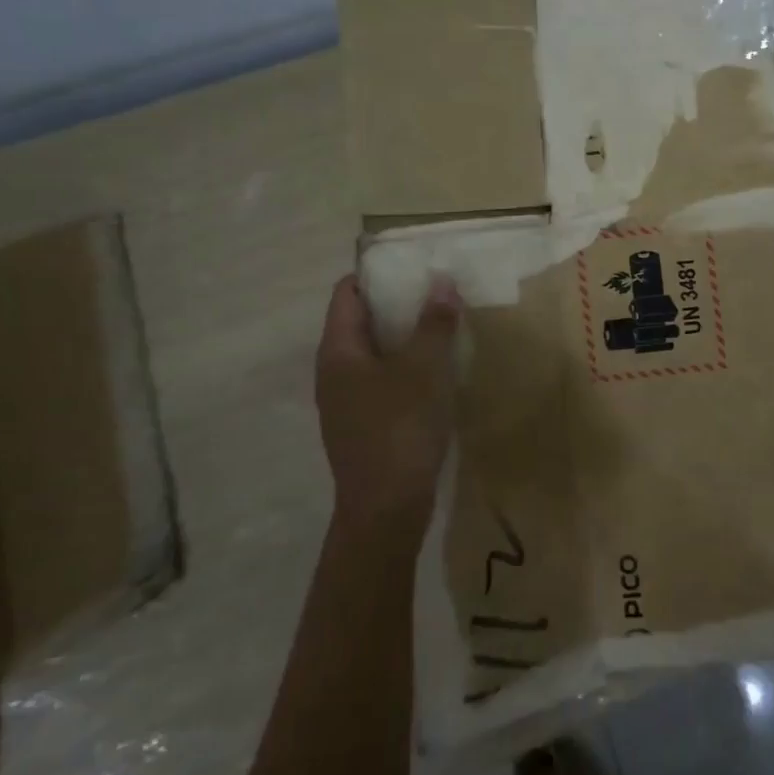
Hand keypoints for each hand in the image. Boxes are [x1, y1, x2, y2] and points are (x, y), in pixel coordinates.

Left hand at [314, 274, 460, 527]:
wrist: (385, 509)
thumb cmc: (401, 428)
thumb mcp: (425, 369)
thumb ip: (434, 323)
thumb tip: (441, 281)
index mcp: (338, 351)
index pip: (347, 293)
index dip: (375, 274)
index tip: (411, 265)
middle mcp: (332, 372)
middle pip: (358, 322)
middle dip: (395, 304)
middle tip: (434, 293)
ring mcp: (344, 402)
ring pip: (371, 354)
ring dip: (402, 338)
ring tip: (439, 328)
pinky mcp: (361, 426)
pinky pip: (379, 381)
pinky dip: (403, 368)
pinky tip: (433, 374)